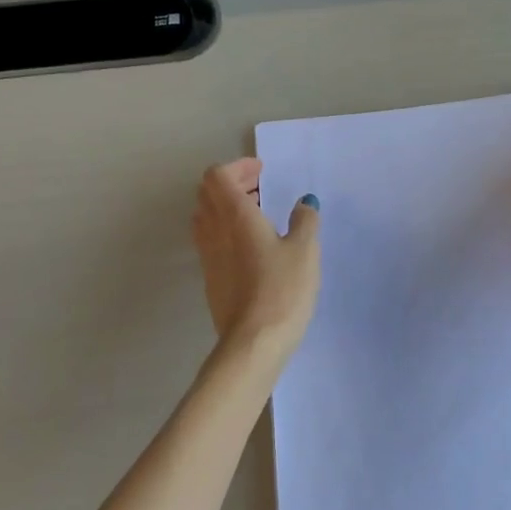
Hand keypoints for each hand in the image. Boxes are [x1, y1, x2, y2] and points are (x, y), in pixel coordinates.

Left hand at [191, 158, 320, 356]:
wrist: (253, 342)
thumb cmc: (282, 289)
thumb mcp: (305, 250)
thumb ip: (305, 221)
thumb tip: (304, 203)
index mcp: (235, 216)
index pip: (218, 176)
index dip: (238, 167)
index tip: (261, 171)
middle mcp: (214, 231)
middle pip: (208, 194)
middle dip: (231, 183)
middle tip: (259, 188)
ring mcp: (208, 256)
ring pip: (206, 217)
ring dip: (226, 207)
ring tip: (256, 214)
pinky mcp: (210, 278)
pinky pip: (210, 240)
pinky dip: (225, 230)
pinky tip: (252, 246)